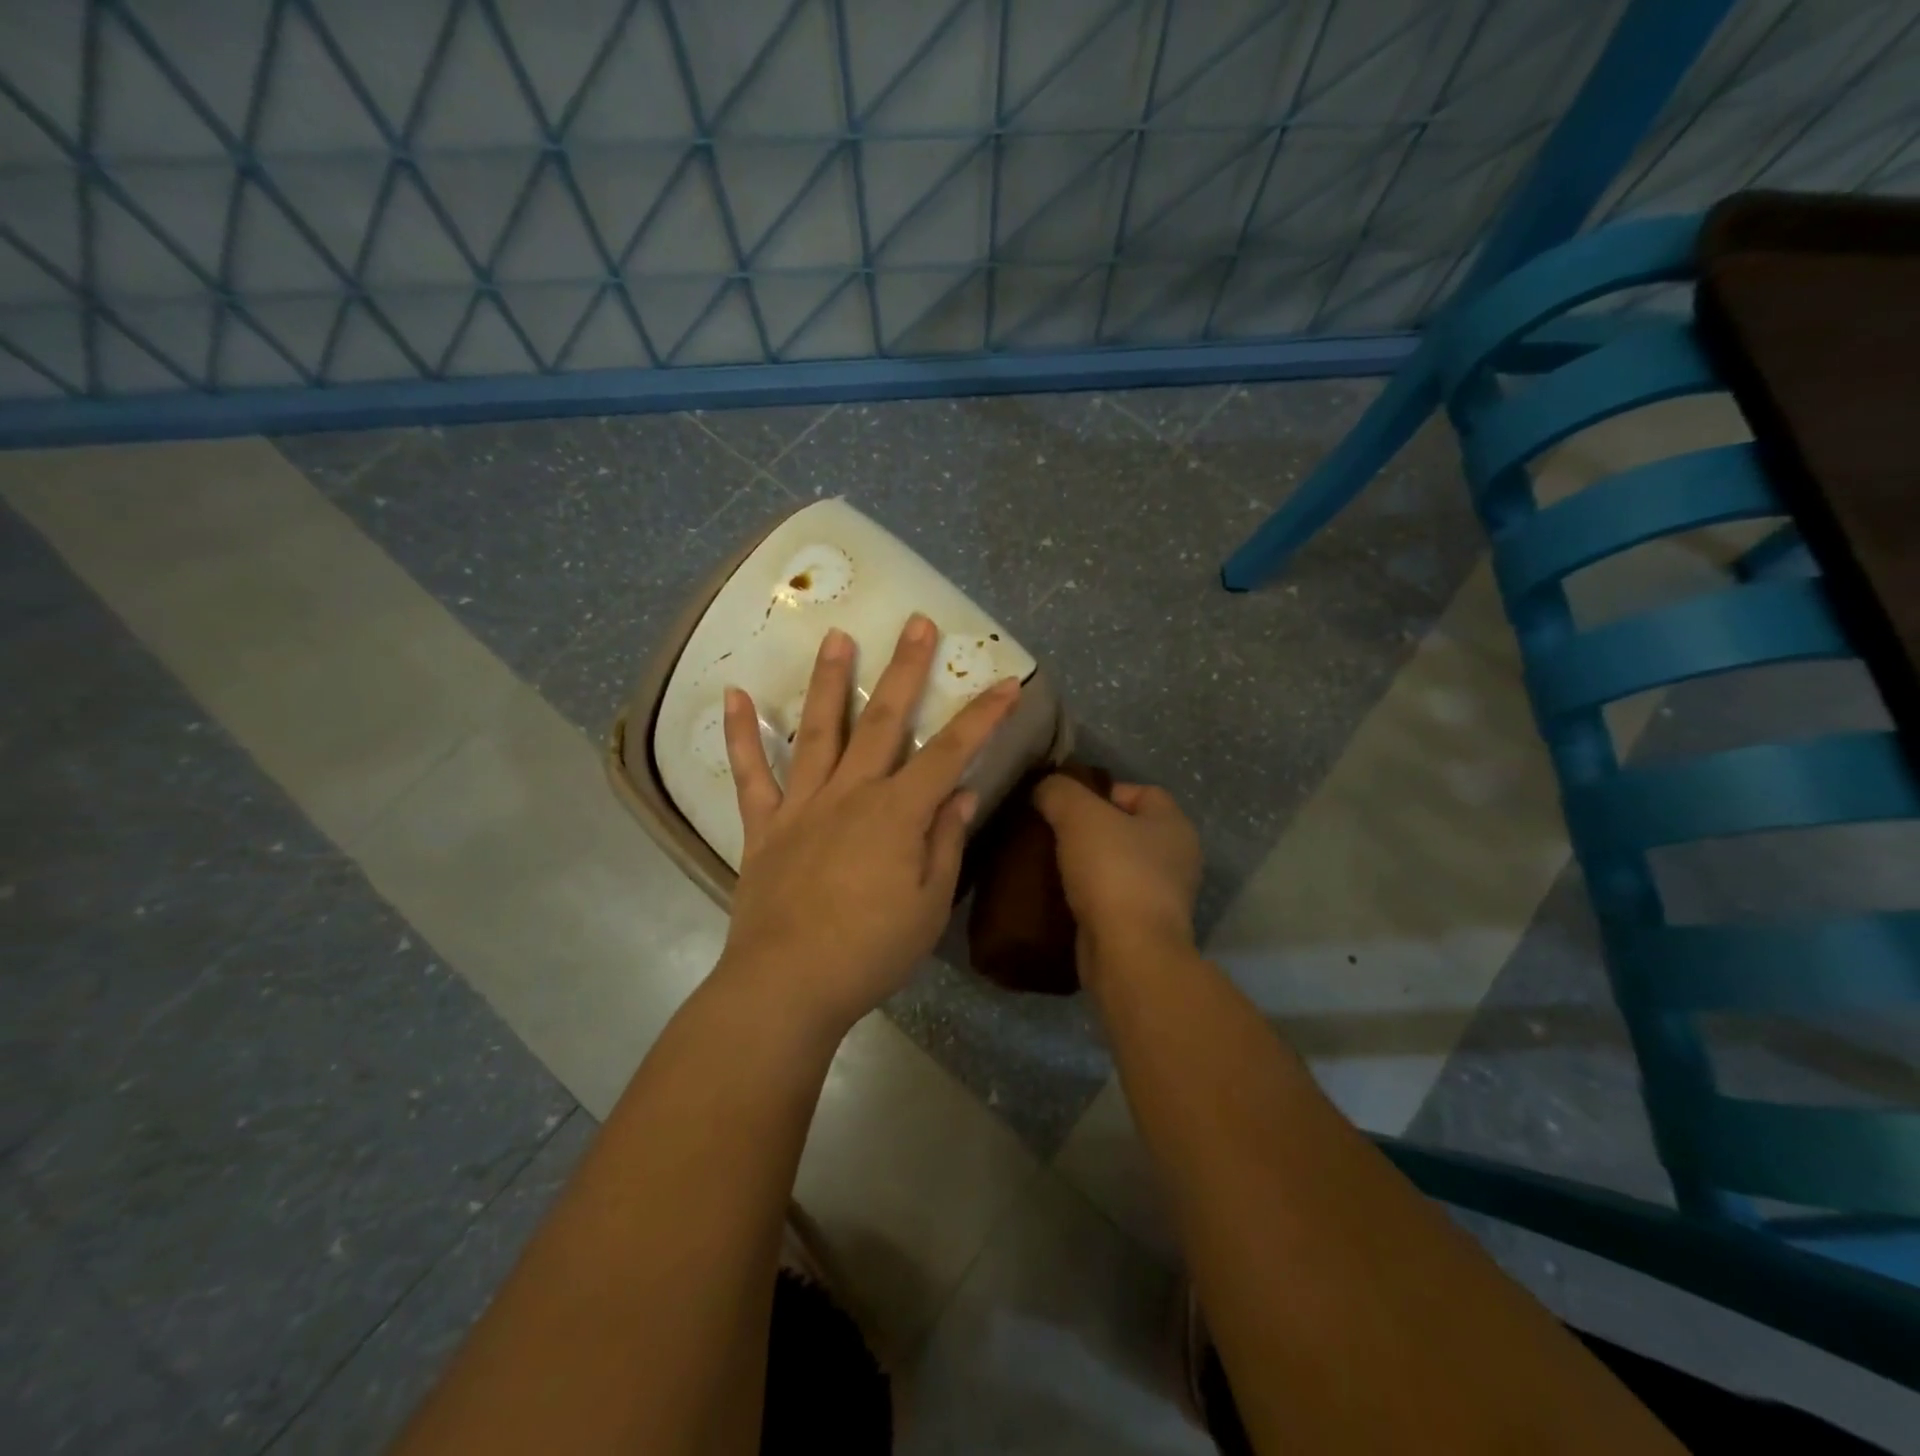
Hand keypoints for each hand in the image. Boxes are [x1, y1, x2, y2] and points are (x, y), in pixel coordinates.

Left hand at [720, 613, 1020, 1038]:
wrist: (787, 986)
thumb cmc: (870, 951)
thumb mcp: (928, 906)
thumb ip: (945, 844)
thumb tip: (961, 795)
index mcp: (898, 814)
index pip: (950, 753)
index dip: (982, 716)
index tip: (1005, 682)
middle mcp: (851, 794)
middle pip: (884, 721)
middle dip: (906, 670)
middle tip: (916, 623)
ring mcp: (803, 805)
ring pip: (820, 730)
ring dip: (830, 680)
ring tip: (836, 636)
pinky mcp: (764, 825)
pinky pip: (751, 773)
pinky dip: (741, 734)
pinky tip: (735, 695)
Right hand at [1033, 775, 1201, 968]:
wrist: (1128, 956)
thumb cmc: (1114, 873)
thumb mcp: (1079, 816)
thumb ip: (1059, 791)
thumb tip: (1045, 789)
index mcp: (1174, 826)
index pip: (1140, 791)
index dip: (1101, 790)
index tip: (1064, 803)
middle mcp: (1175, 859)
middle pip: (1124, 829)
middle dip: (1087, 829)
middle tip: (1050, 831)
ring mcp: (1161, 897)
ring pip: (1114, 866)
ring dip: (1084, 864)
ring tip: (1047, 862)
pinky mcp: (1140, 928)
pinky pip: (1108, 899)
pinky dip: (1085, 896)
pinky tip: (1056, 894)